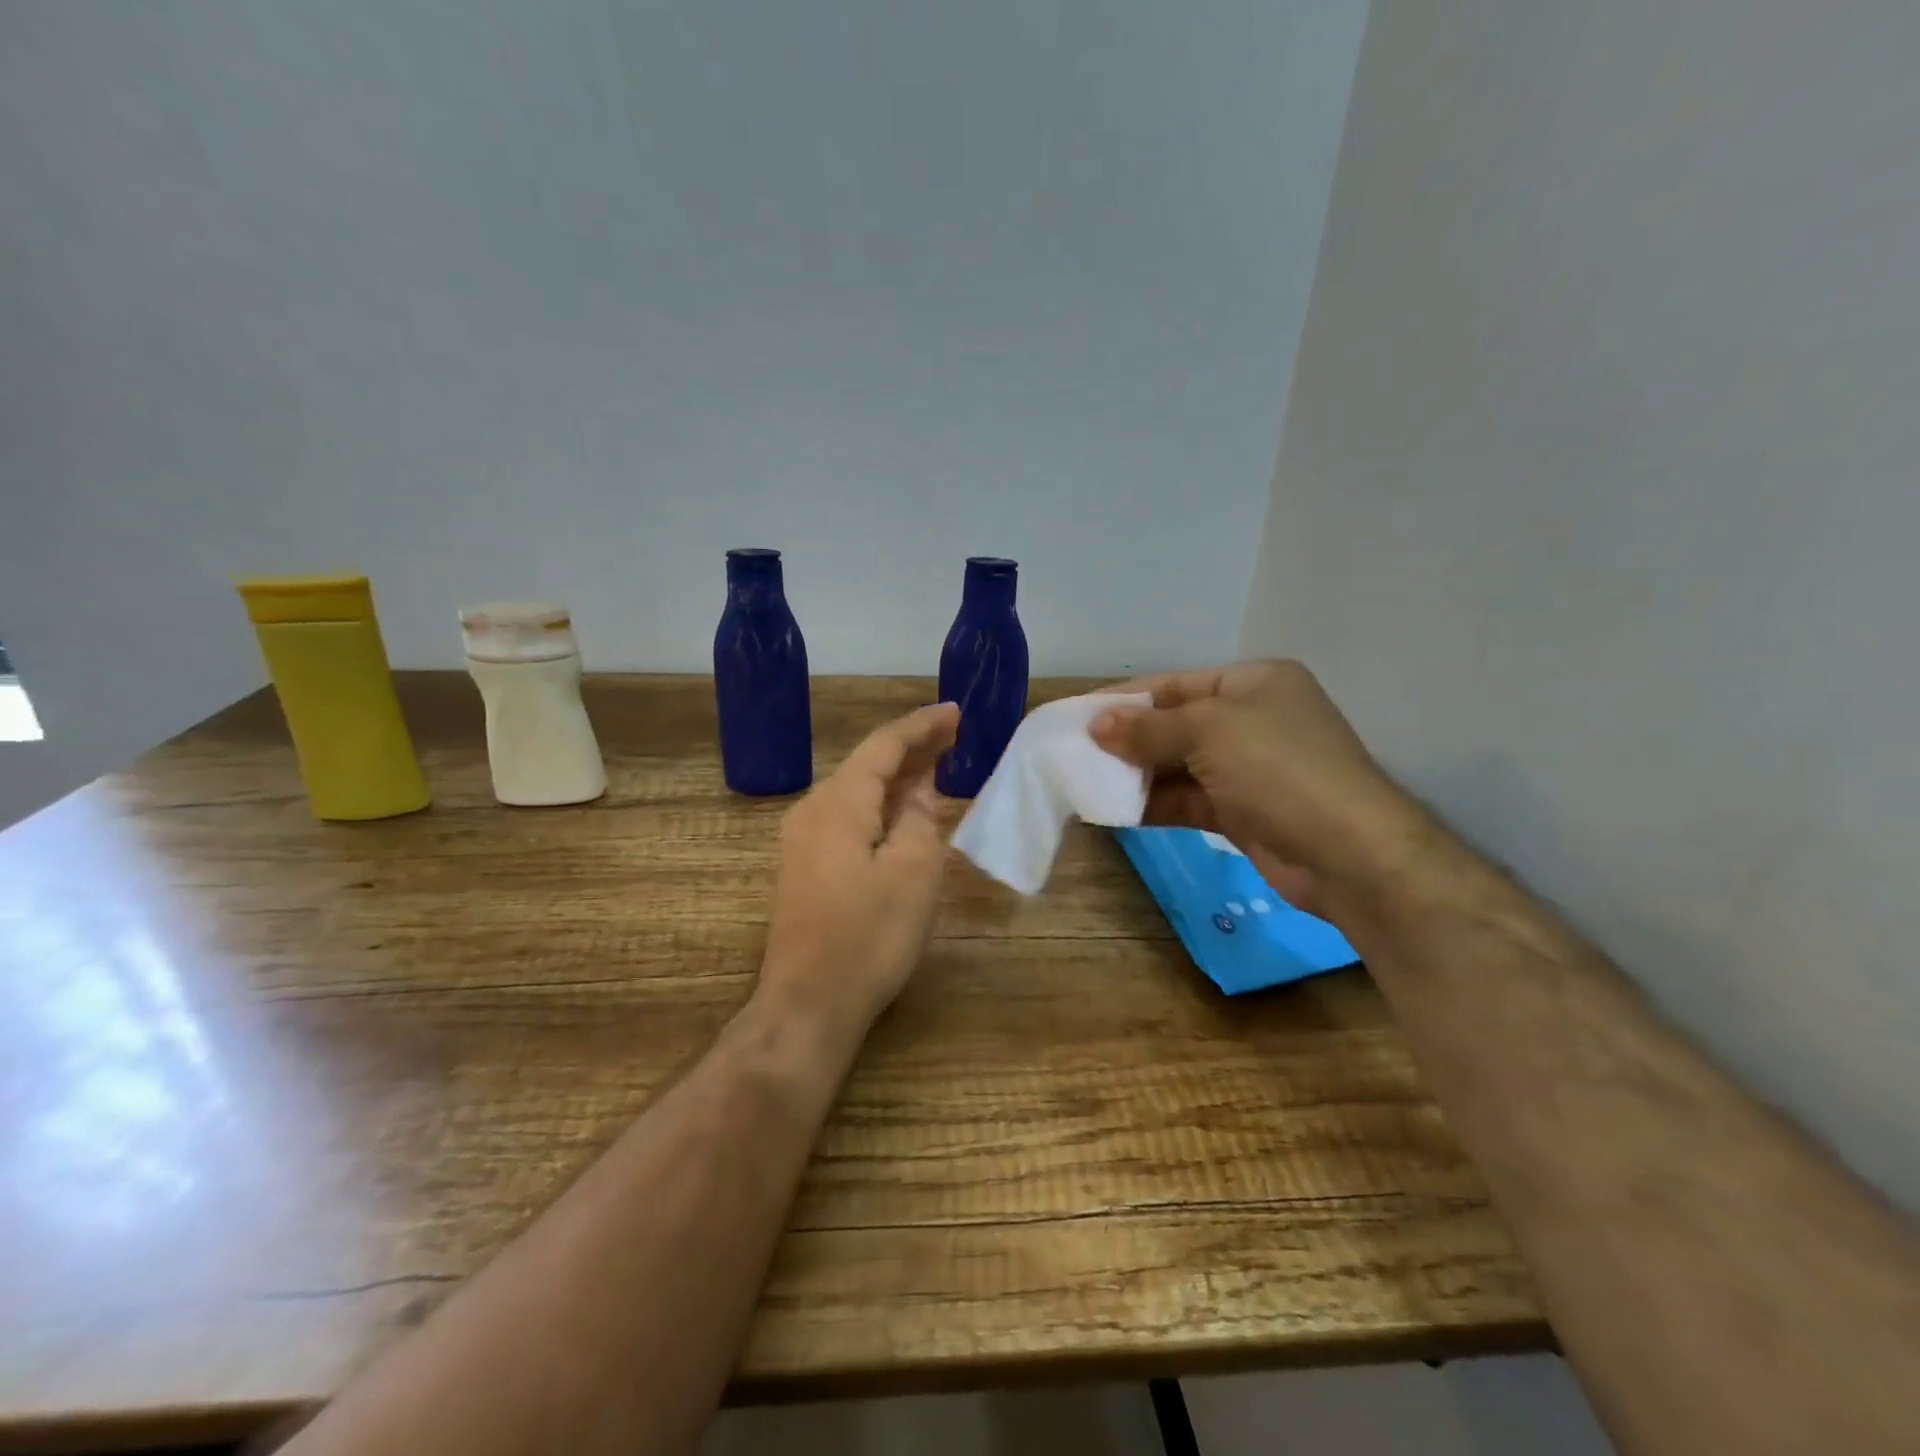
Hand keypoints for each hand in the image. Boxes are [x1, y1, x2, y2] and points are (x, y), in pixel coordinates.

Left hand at [760, 702, 960, 1032]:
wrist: (809, 1004)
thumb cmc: (868, 936)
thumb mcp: (914, 873)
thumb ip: (920, 819)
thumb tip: (919, 791)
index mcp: (838, 803)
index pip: (883, 746)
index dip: (921, 726)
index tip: (955, 711)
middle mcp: (813, 810)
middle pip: (868, 765)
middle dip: (911, 749)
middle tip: (954, 734)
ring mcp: (804, 840)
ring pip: (858, 792)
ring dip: (897, 778)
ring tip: (936, 764)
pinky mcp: (806, 866)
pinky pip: (850, 818)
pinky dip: (881, 807)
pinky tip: (904, 811)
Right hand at [1090, 660, 1424, 915]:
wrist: (1350, 854)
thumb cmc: (1280, 769)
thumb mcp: (1210, 732)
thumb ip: (1148, 729)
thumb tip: (1096, 726)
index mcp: (1253, 683)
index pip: (1174, 684)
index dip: (1123, 698)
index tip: (1077, 714)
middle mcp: (1251, 721)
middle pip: (1173, 725)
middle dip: (1126, 739)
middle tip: (1073, 752)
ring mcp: (1248, 769)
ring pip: (1177, 766)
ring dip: (1134, 775)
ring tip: (1083, 782)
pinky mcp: (1242, 811)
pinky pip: (1186, 800)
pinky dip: (1152, 804)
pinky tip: (1113, 810)